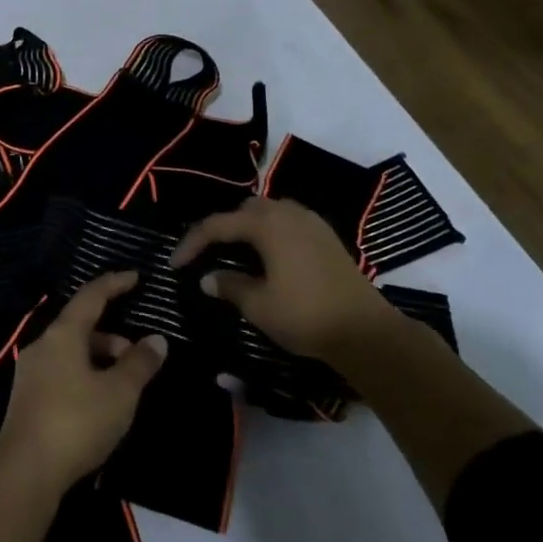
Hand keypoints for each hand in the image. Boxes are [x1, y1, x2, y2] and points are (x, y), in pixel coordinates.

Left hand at [0, 272, 167, 490]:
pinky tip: (100, 401)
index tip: (135, 277)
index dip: (114, 284)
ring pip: (72, 351)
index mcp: (63, 334)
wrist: (25, 472)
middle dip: (113, 335)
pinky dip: (85, 374)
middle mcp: (43, 345)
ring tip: (124, 384)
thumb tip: (156, 340)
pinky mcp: (27, 398)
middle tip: (139, 356)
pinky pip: (62, 372)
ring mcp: (31, 372)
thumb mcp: (119, 392)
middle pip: (81, 326)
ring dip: (100, 358)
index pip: (91, 296)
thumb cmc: (77, 422)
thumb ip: (140, 363)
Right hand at [172, 196, 395, 361]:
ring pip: (268, 212)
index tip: (175, 265)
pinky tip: (266, 257)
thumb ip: (229, 286)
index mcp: (266, 224)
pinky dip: (269, 233)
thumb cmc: (306, 315)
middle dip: (220, 229)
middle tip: (204, 254)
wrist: (367, 331)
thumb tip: (208, 278)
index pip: (217, 225)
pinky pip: (287, 222)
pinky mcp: (326, 236)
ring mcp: (311, 222)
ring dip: (246, 228)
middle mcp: (287, 213)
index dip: (192, 242)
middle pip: (244, 210)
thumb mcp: (259, 305)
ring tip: (233, 253)